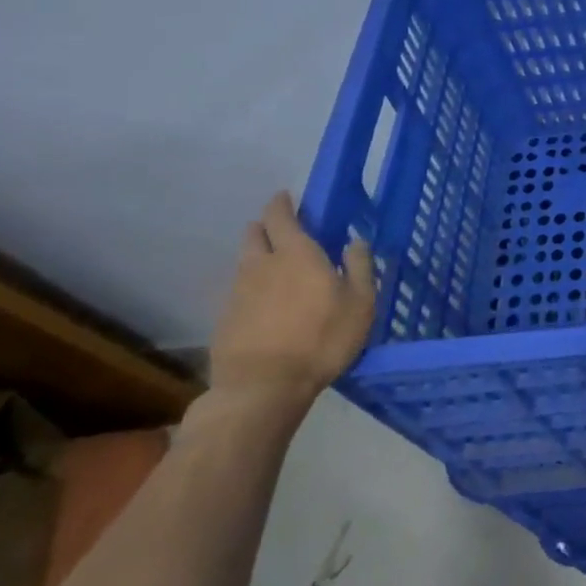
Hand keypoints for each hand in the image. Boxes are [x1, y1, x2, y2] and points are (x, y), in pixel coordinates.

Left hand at [209, 193, 375, 414]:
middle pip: (254, 235)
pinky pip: (239, 292)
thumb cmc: (321, 339)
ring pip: (244, 263)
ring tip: (275, 267)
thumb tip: (355, 242)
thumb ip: (360, 267)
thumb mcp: (360, 302)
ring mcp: (238, 293)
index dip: (282, 203)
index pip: (281, 216)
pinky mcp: (225, 320)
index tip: (286, 197)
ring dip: (257, 257)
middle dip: (265, 226)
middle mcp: (261, 265)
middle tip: (281, 230)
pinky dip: (251, 288)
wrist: (262, 388)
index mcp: (296, 254)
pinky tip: (265, 304)